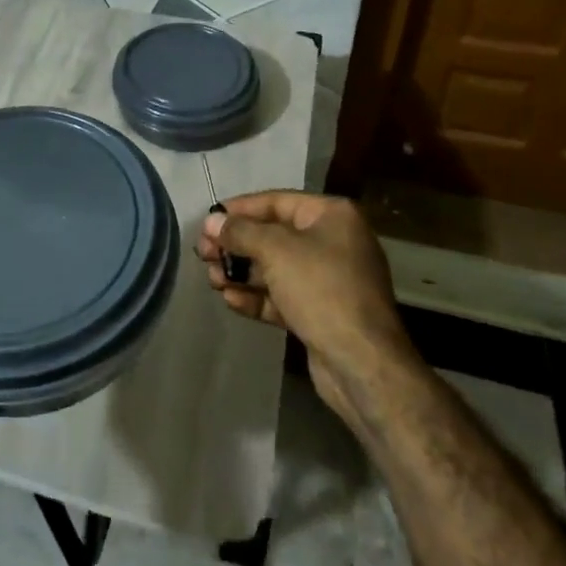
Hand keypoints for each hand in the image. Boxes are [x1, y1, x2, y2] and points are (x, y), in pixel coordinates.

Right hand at [198, 191, 412, 421]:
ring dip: (241, 272)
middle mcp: (333, 242)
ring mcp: (329, 280)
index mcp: (333, 216)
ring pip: (275, 268)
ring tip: (212, 279)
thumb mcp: (276, 251)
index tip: (207, 220)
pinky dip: (257, 296)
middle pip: (273, 235)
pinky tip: (230, 300)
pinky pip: (282, 296)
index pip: (276, 201)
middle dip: (236, 245)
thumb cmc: (321, 290)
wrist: (362, 363)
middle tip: (203, 253)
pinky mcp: (321, 313)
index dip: (239, 209)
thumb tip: (211, 220)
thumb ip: (240, 232)